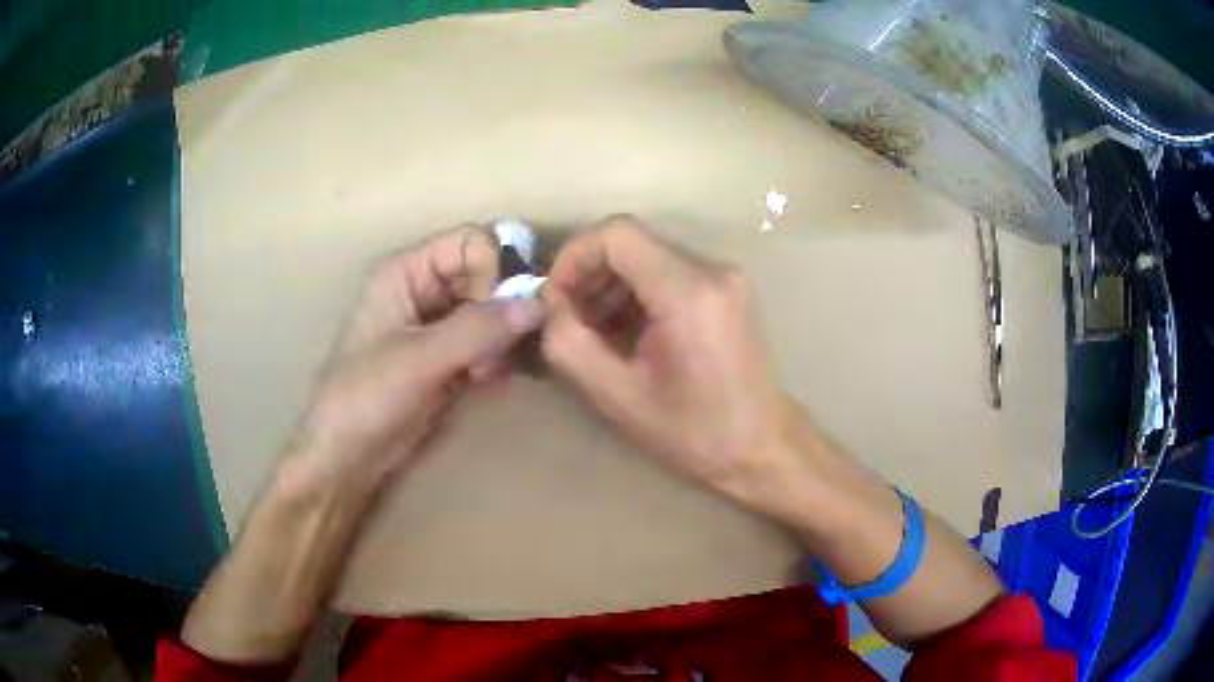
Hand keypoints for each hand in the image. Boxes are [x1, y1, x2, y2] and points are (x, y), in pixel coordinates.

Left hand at [289, 225, 544, 492]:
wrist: (344, 459)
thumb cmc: (365, 399)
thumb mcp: (418, 360)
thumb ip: (477, 330)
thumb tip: (539, 304)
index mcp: (405, 272)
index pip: (470, 243)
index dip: (496, 268)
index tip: (508, 311)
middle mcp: (421, 290)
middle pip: (484, 275)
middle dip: (501, 309)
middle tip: (499, 351)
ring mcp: (433, 326)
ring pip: (488, 312)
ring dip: (499, 339)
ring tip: (486, 373)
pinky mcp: (443, 359)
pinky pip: (483, 343)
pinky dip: (493, 359)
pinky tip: (486, 383)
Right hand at [542, 215, 788, 501]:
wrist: (762, 447)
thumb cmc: (695, 433)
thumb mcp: (618, 397)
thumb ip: (570, 344)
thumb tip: (549, 307)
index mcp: (688, 292)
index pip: (616, 234)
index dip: (573, 257)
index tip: (554, 300)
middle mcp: (712, 269)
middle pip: (631, 241)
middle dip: (588, 274)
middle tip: (567, 320)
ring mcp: (724, 276)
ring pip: (647, 255)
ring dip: (610, 285)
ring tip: (593, 333)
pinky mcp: (726, 289)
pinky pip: (667, 272)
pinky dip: (636, 293)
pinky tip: (624, 333)